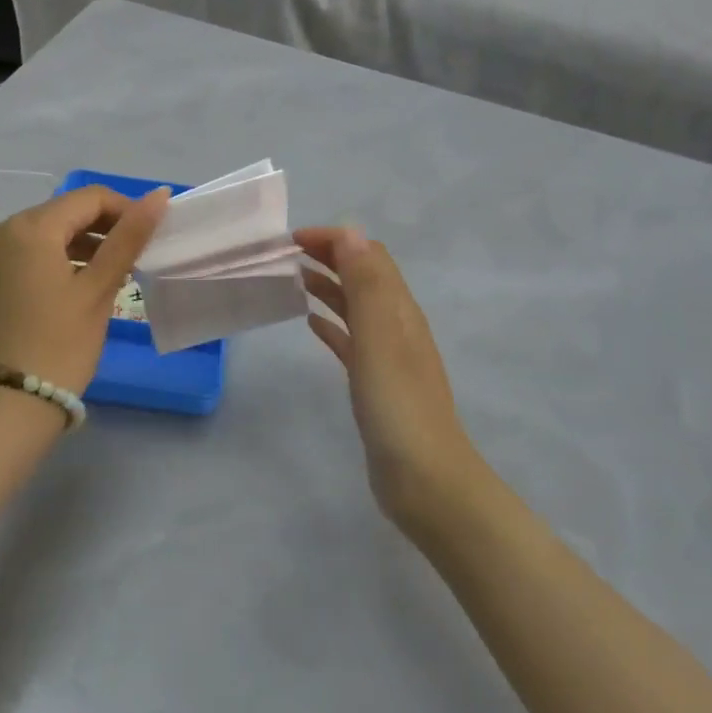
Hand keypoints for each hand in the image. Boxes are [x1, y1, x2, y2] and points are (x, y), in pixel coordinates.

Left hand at [0, 185, 170, 395]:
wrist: (8, 404)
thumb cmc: (60, 343)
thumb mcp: (99, 288)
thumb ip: (129, 237)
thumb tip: (159, 195)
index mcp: (30, 227)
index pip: (90, 198)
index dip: (126, 211)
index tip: (151, 239)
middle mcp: (3, 231)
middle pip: (66, 212)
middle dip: (105, 228)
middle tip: (135, 258)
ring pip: (49, 233)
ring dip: (84, 244)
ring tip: (114, 274)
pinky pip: (30, 252)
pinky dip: (59, 259)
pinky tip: (81, 284)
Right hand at [297, 227, 479, 530]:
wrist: (424, 479)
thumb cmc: (397, 405)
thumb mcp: (379, 337)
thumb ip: (366, 284)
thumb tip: (351, 233)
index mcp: (399, 309)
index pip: (369, 256)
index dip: (335, 240)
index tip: (293, 240)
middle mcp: (396, 325)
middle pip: (363, 277)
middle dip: (330, 257)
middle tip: (287, 255)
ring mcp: (388, 356)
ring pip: (355, 306)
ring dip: (329, 287)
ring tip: (294, 280)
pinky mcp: (376, 383)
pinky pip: (351, 340)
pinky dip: (331, 323)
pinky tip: (311, 324)